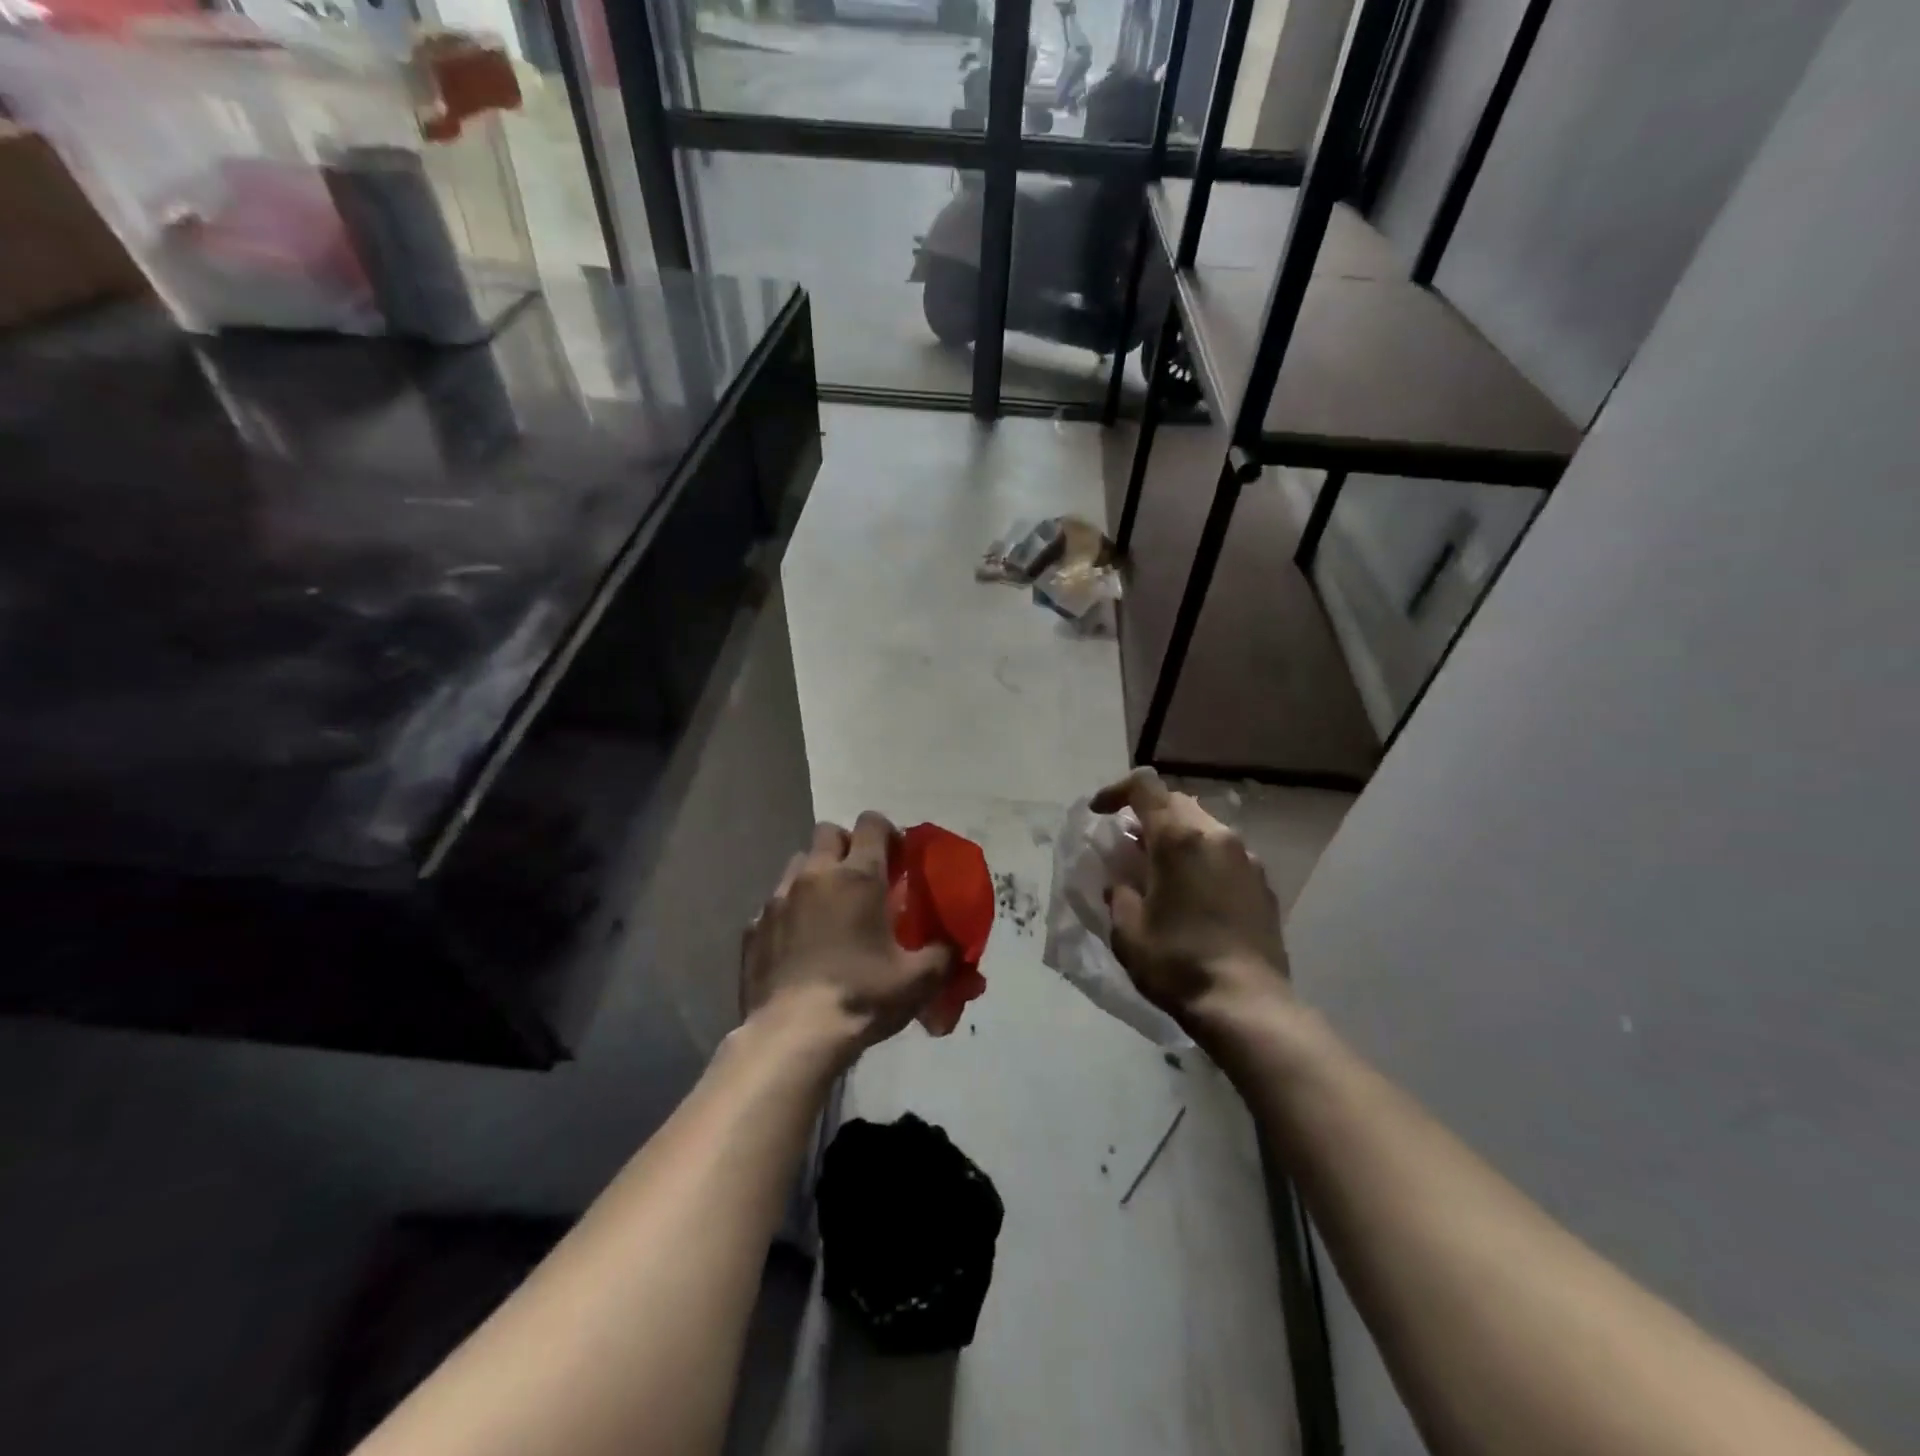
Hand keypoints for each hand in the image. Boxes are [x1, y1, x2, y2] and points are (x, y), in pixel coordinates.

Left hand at [741, 813, 952, 1064]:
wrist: (793, 1035)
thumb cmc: (861, 997)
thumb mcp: (918, 980)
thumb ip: (942, 954)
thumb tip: (952, 946)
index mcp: (858, 877)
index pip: (871, 823)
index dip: (887, 832)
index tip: (897, 858)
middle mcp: (815, 875)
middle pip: (829, 832)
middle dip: (847, 846)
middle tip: (863, 880)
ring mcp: (778, 899)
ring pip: (798, 864)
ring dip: (816, 875)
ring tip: (829, 910)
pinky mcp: (753, 927)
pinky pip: (775, 904)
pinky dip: (790, 913)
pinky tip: (800, 944)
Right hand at [1090, 769, 1290, 1030]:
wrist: (1248, 1005)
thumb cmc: (1178, 964)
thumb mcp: (1127, 931)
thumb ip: (1119, 894)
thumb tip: (1122, 881)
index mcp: (1178, 838)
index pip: (1144, 786)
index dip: (1116, 791)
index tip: (1099, 814)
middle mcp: (1216, 835)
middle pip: (1176, 802)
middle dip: (1147, 815)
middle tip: (1128, 846)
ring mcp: (1246, 857)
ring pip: (1204, 826)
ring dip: (1177, 837)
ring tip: (1160, 871)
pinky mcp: (1263, 883)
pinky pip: (1225, 854)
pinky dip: (1202, 859)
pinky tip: (1194, 895)